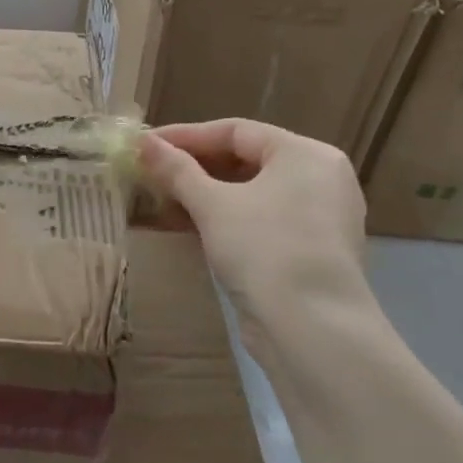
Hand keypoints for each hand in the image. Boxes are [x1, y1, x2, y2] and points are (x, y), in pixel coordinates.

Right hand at [136, 119, 373, 363]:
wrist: (313, 332)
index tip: (147, 145)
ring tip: (161, 201)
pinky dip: (224, 220)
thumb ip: (176, 169)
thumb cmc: (265, 249)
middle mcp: (320, 179)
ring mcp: (318, 218)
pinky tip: (188, 229)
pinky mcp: (309, 253)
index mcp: (305, 155)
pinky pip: (260, 221)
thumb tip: (142, 141)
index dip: (186, 135)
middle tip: (150, 173)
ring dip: (204, 196)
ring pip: (251, 194)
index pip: (236, 131)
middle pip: (245, 160)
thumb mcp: (212, 204)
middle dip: (194, 167)